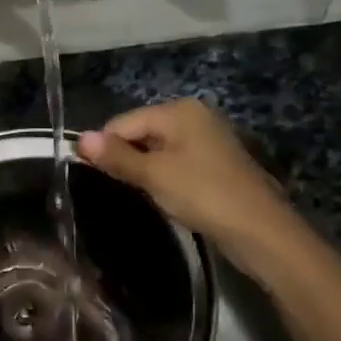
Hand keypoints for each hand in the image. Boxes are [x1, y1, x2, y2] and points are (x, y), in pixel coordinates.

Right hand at [79, 99, 292, 258]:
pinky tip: (168, 198)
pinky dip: (166, 177)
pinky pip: (177, 162)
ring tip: (146, 196)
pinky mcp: (216, 162)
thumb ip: (117, 156)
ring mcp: (208, 138)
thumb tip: (79, 139)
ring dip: (146, 171)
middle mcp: (195, 116)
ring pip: (159, 149)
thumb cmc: (203, 194)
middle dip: (128, 158)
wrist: (261, 230)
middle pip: (141, 132)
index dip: (106, 148)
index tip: (95, 177)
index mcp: (179, 110)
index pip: (123, 122)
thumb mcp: (154, 175)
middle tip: (123, 189)